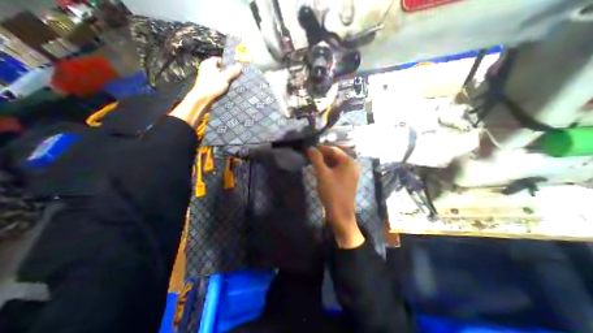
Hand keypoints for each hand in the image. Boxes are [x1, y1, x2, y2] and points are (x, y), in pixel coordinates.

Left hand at [192, 55, 243, 101]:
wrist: (202, 98)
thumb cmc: (212, 85)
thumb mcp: (224, 78)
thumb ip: (232, 71)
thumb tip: (240, 65)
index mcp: (208, 63)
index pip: (219, 59)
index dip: (227, 63)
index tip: (234, 69)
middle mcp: (206, 68)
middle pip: (219, 68)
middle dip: (227, 72)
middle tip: (235, 76)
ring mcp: (206, 77)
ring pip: (218, 76)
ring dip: (225, 79)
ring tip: (232, 83)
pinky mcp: (207, 85)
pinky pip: (216, 82)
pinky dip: (221, 84)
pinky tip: (226, 88)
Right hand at [308, 144, 363, 248]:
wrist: (340, 214)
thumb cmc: (332, 192)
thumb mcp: (322, 174)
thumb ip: (316, 159)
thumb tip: (311, 148)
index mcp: (349, 162)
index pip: (333, 150)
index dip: (321, 148)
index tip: (310, 149)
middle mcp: (352, 165)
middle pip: (336, 156)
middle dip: (323, 155)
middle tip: (310, 155)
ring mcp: (351, 174)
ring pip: (336, 163)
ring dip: (325, 162)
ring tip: (314, 162)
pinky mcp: (348, 181)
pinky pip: (337, 170)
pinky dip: (329, 168)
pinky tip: (321, 170)